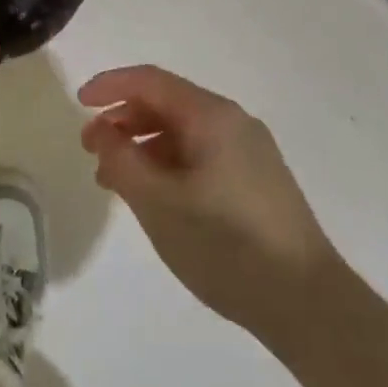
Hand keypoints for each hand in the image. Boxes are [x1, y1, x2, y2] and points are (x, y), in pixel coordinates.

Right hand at [79, 65, 337, 343]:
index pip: (150, 81)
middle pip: (166, 103)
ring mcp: (249, 152)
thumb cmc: (225, 245)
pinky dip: (167, 164)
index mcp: (211, 116)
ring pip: (182, 132)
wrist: (309, 305)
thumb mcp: (158, 202)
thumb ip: (121, 159)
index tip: (78, 104)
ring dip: (142, 146)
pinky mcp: (256, 181)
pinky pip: (200, 155)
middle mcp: (233, 123)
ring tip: (115, 181)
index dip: (109, 86)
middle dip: (123, 119)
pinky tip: (153, 197)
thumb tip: (101, 131)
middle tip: (91, 149)